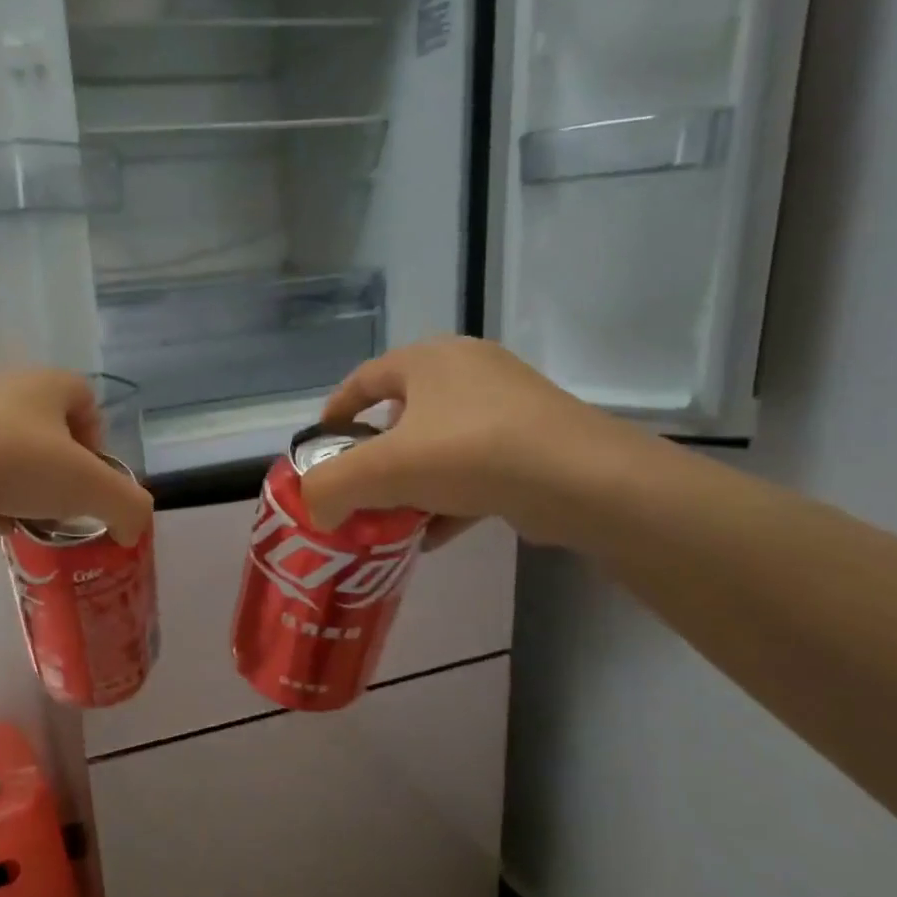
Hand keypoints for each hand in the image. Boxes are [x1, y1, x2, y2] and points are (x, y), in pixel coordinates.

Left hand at [0, 369, 153, 544]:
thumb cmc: (24, 466)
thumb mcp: (94, 489)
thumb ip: (128, 507)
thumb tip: (133, 530)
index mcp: (46, 383)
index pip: (84, 396)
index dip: (96, 435)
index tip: (92, 474)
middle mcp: (4, 388)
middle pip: (45, 425)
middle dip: (59, 464)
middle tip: (62, 499)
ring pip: (8, 447)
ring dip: (23, 481)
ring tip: (26, 515)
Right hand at [300, 337, 642, 549]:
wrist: (581, 481)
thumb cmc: (469, 453)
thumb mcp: (381, 470)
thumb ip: (331, 487)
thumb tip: (315, 508)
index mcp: (428, 360)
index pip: (363, 379)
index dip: (334, 413)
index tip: (319, 449)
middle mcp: (467, 371)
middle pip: (401, 415)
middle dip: (373, 458)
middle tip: (357, 490)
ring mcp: (506, 405)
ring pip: (438, 445)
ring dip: (410, 484)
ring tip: (390, 520)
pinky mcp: (532, 442)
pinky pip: (473, 468)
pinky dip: (447, 499)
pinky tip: (431, 536)